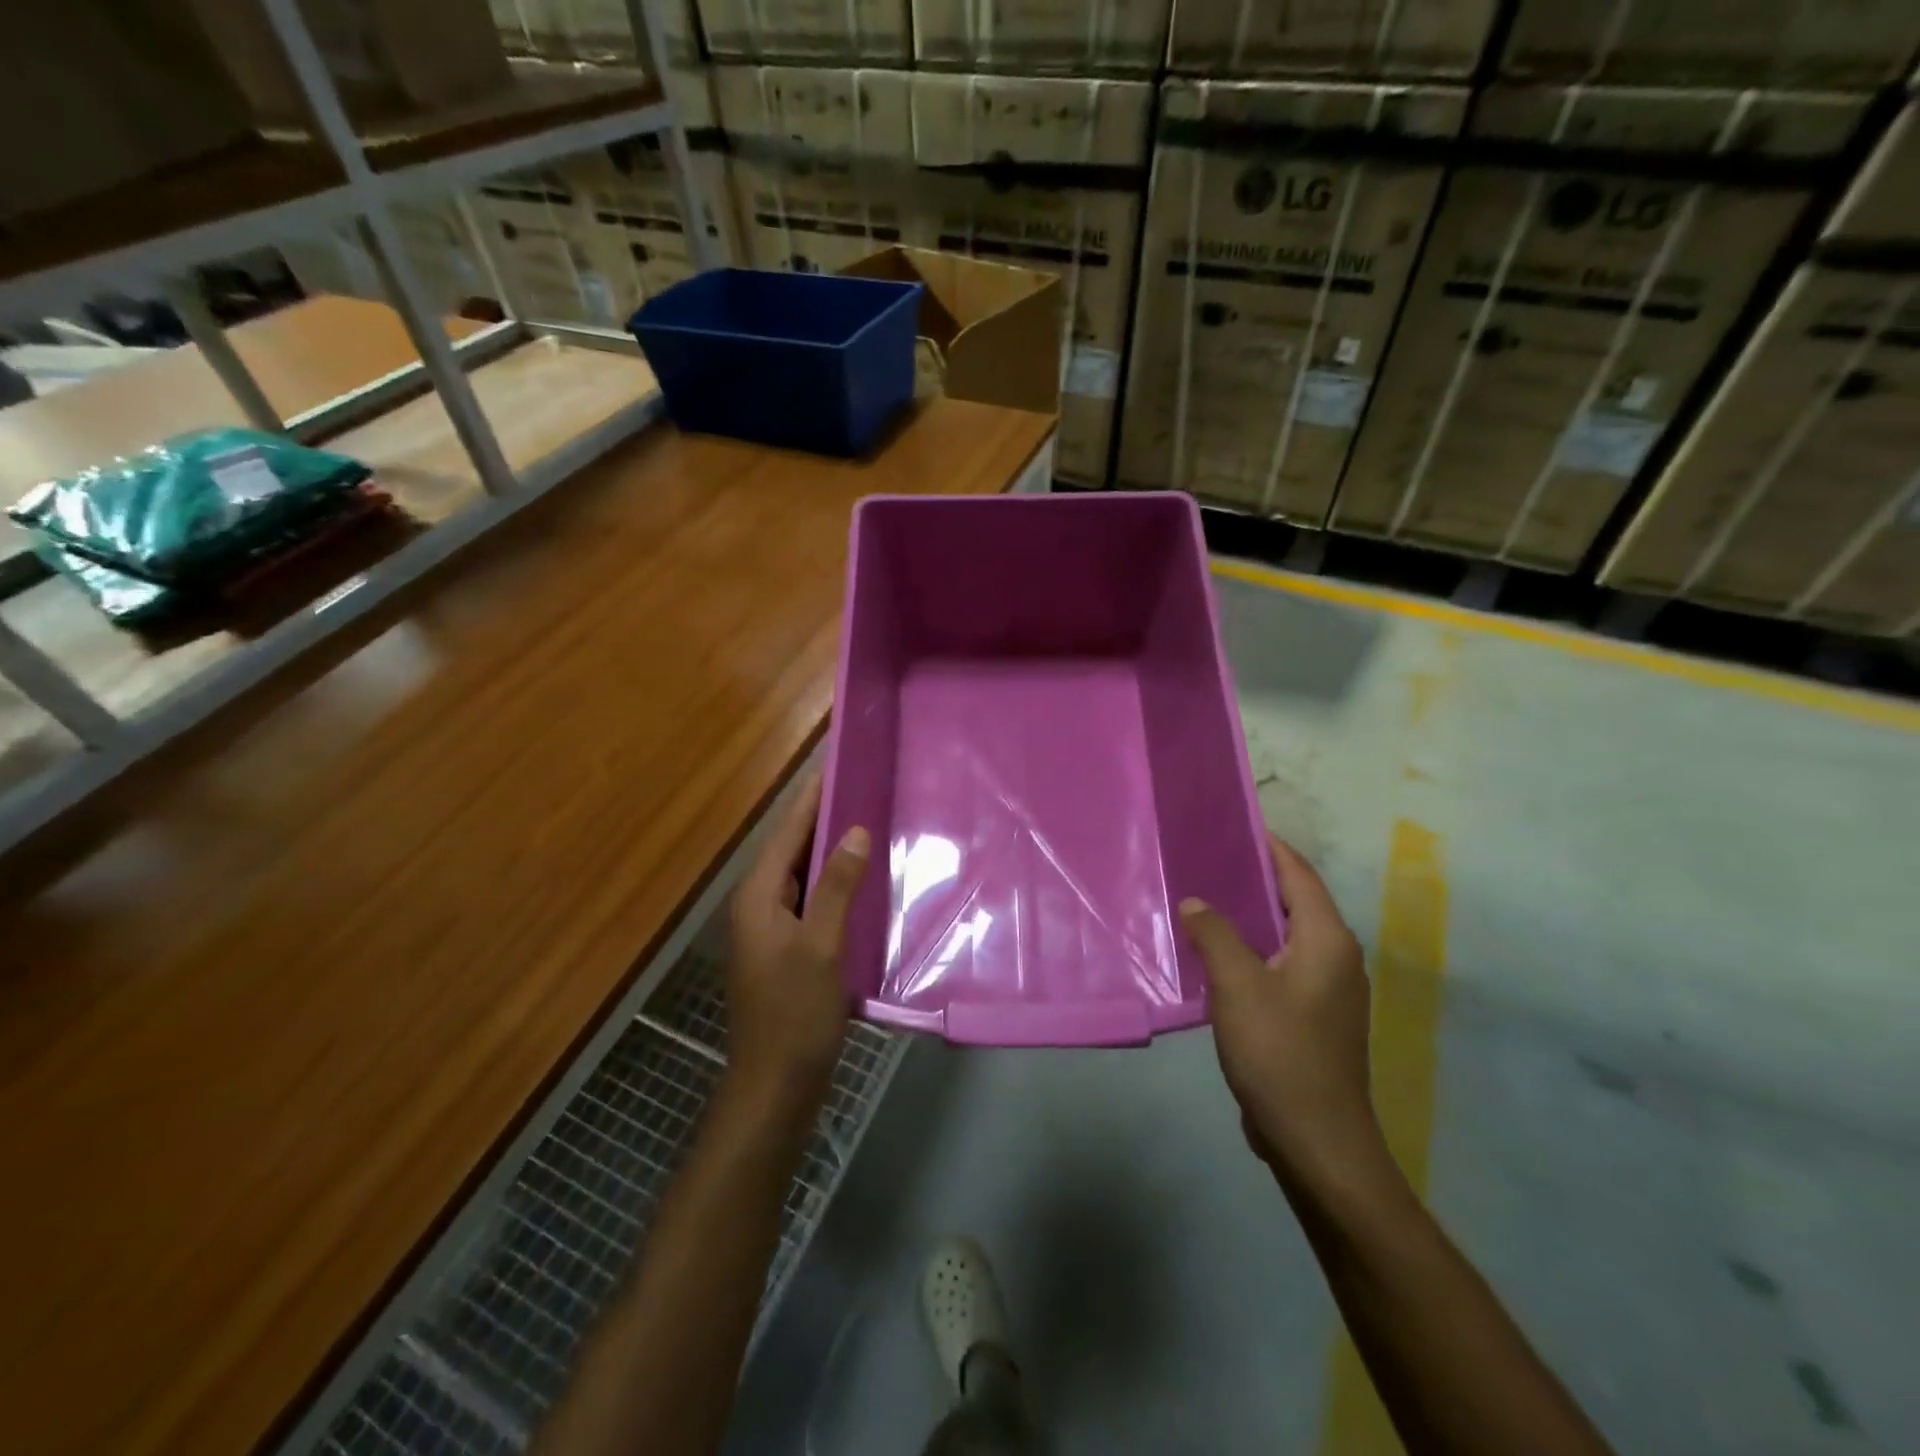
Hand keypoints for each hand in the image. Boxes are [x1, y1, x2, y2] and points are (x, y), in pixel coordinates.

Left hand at [726, 771, 870, 1098]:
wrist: (775, 1088)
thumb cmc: (795, 1015)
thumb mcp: (822, 947)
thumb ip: (837, 887)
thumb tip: (854, 831)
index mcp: (758, 896)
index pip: (787, 831)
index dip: (811, 796)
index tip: (836, 761)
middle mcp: (759, 905)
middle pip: (792, 848)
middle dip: (824, 816)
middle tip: (864, 784)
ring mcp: (772, 930)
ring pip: (803, 875)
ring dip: (831, 849)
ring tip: (870, 819)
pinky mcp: (788, 950)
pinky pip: (812, 900)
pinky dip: (835, 883)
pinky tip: (864, 880)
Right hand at [1180, 835, 1386, 1192]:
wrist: (1316, 1141)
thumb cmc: (1280, 1053)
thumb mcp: (1238, 986)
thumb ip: (1215, 934)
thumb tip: (1197, 901)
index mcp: (1326, 941)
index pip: (1299, 875)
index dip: (1270, 846)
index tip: (1234, 824)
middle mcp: (1335, 958)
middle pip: (1294, 901)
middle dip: (1254, 878)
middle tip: (1207, 858)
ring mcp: (1327, 991)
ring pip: (1285, 936)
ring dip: (1249, 916)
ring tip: (1204, 898)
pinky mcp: (1312, 1017)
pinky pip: (1280, 965)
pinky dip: (1252, 949)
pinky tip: (1215, 955)